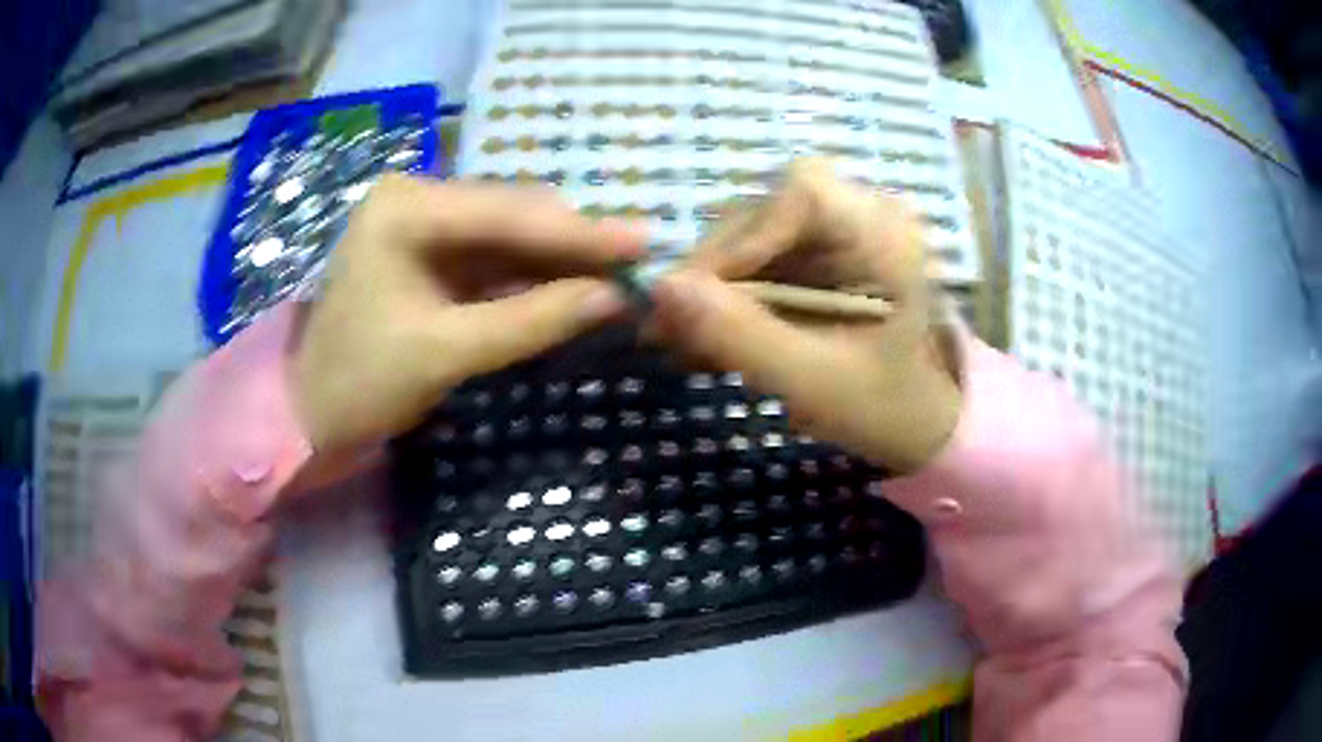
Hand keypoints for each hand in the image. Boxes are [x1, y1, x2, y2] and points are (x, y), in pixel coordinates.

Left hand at [290, 175, 643, 456]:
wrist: (307, 412)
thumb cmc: (359, 382)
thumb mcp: (445, 352)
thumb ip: (532, 320)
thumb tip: (616, 298)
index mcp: (405, 208)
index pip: (507, 212)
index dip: (578, 232)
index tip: (642, 241)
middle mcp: (415, 199)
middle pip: (512, 213)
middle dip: (573, 241)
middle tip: (637, 261)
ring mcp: (422, 224)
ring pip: (508, 234)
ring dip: (559, 257)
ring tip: (617, 274)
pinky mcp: (430, 253)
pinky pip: (494, 257)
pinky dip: (532, 274)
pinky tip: (572, 285)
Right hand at [650, 159, 960, 473]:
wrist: (918, 421)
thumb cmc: (884, 406)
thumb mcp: (812, 382)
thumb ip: (740, 336)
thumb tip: (660, 289)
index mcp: (886, 236)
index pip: (802, 192)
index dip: (741, 236)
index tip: (694, 296)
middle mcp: (864, 215)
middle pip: (767, 211)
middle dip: (714, 272)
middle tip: (667, 329)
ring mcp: (840, 230)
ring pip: (752, 235)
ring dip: (711, 288)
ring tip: (681, 343)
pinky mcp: (820, 251)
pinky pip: (759, 258)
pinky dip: (727, 298)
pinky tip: (706, 338)